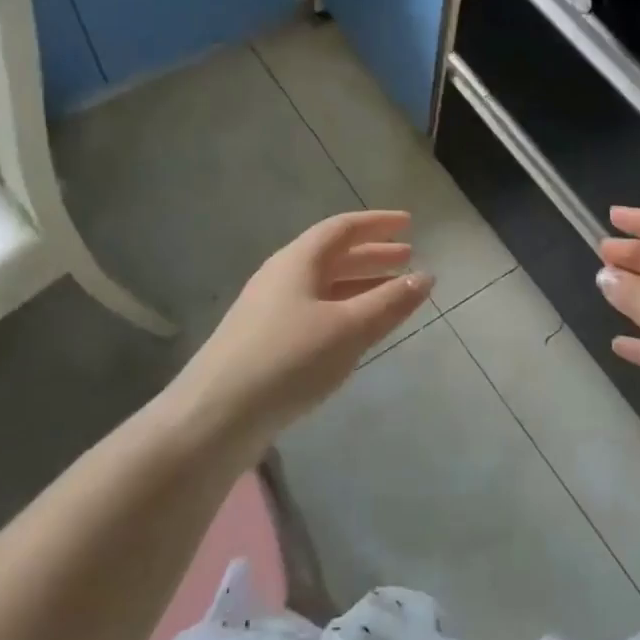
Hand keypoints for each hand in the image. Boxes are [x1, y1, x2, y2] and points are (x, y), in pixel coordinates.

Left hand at [183, 210, 433, 442]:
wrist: (215, 416)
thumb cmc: (288, 360)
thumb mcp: (348, 329)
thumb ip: (389, 302)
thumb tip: (424, 277)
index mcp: (297, 261)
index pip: (342, 228)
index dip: (377, 223)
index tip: (408, 222)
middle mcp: (281, 277)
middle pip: (333, 255)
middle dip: (373, 255)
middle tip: (408, 257)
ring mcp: (269, 310)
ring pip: (324, 286)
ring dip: (360, 284)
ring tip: (392, 292)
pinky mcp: (264, 342)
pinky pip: (314, 311)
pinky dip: (344, 310)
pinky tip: (357, 330)